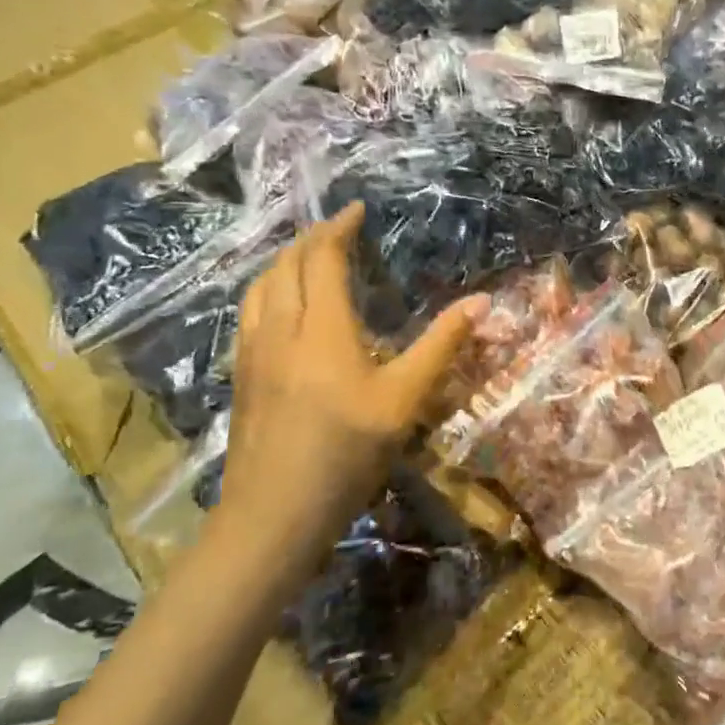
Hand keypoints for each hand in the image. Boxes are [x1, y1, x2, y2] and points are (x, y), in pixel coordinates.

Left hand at [221, 204, 480, 549]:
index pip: (321, 258)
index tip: (357, 210)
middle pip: (284, 265)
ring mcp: (253, 354)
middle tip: (337, 231)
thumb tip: (482, 302)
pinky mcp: (243, 378)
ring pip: (258, 288)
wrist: (274, 513)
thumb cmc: (347, 452)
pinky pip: (249, 314)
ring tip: (306, 259)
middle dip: (309, 239)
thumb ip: (442, 345)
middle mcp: (280, 329)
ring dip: (283, 262)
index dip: (337, 228)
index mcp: (321, 327)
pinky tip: (281, 311)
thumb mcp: (405, 398)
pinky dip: (267, 291)